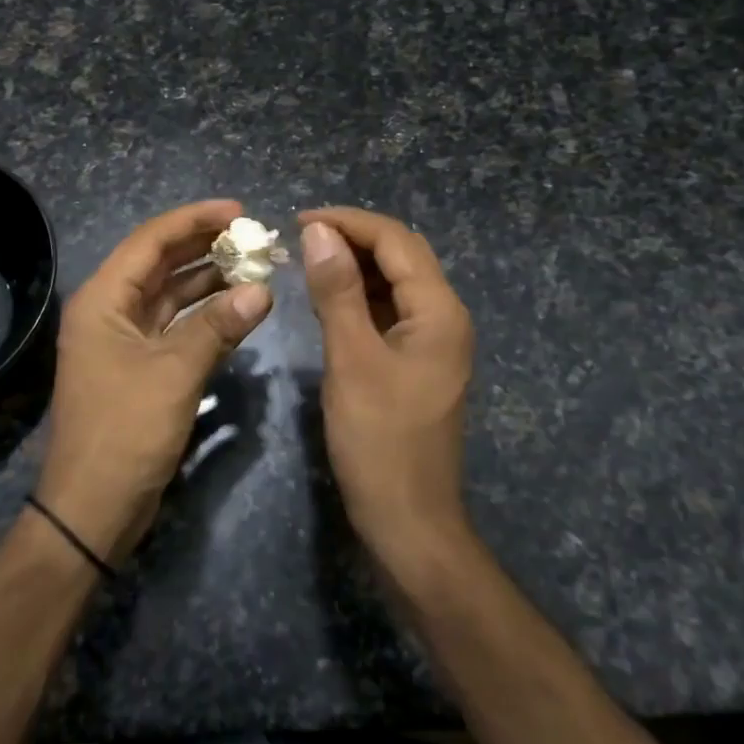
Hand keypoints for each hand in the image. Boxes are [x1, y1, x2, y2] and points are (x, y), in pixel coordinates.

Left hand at [38, 199, 272, 564]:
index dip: (194, 220)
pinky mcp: (139, 366)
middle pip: (160, 263)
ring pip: (169, 295)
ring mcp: (123, 340)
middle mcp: (109, 310)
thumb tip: (263, 290)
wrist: (92, 508)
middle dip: (204, 246)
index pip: (151, 241)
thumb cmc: (125, 431)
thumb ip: (218, 326)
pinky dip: (204, 315)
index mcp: (103, 299)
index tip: (239, 210)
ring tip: (253, 265)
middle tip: (252, 234)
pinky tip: (237, 307)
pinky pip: (174, 326)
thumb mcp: (175, 373)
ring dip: (208, 280)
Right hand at [299, 207, 475, 567]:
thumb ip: (337, 291)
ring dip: (356, 264)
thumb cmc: (378, 441)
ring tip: (309, 260)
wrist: (408, 522)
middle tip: (301, 238)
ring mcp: (434, 340)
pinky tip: (330, 299)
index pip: (395, 240)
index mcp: (439, 311)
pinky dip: (361, 295)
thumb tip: (319, 231)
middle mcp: (445, 316)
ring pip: (396, 281)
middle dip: (353, 237)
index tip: (298, 221)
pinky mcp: (418, 361)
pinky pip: (391, 310)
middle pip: (401, 255)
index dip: (348, 222)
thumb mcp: (351, 359)